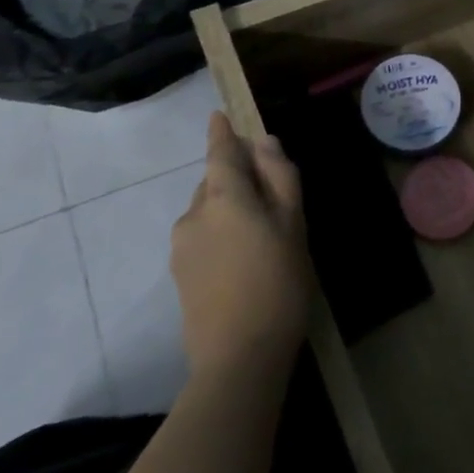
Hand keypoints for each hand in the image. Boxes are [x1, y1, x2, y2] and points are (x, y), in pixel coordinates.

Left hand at [171, 112, 311, 375]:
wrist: (239, 357)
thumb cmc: (279, 281)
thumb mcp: (293, 223)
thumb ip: (279, 177)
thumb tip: (264, 142)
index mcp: (223, 197)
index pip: (219, 152)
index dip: (221, 133)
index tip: (219, 116)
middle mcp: (193, 215)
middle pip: (215, 182)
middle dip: (236, 177)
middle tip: (272, 193)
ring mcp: (182, 248)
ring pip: (209, 211)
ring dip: (230, 208)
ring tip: (264, 233)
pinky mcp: (181, 276)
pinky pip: (203, 238)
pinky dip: (222, 234)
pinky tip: (246, 260)